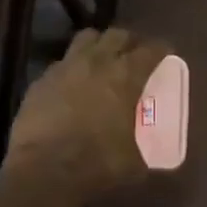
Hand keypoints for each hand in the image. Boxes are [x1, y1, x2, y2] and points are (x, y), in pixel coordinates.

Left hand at [4, 27, 170, 198]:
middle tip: (133, 55)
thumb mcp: (134, 162)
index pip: (151, 50)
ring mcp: (65, 68)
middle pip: (117, 35)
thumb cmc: (97, 163)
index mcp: (126, 76)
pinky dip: (71, 69)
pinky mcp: (41, 80)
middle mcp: (97, 62)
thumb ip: (144, 150)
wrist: (44, 171)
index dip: (161, 49)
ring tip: (102, 60)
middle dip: (129, 42)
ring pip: (86, 39)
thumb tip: (151, 159)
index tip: (165, 53)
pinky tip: (72, 85)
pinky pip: (61, 63)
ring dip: (98, 45)